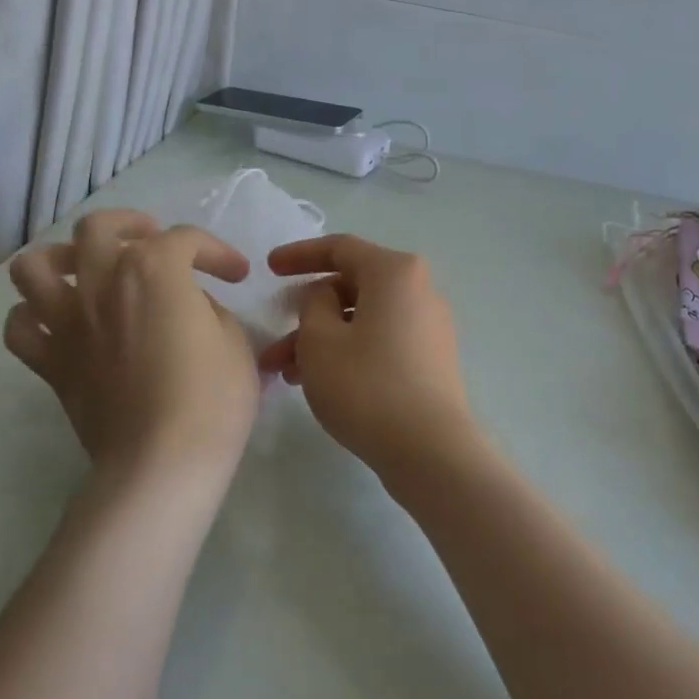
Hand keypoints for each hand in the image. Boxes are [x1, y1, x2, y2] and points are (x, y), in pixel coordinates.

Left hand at [4, 209, 259, 484]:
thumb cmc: (212, 398)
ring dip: (60, 258)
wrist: (162, 462)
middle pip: (98, 228)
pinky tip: (59, 322)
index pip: (185, 240)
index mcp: (153, 269)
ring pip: (35, 266)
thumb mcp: (234, 341)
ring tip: (86, 270)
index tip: (236, 275)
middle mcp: (100, 282)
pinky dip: (34, 316)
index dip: (216, 251)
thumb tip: (189, 308)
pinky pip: (20, 327)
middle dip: (130, 226)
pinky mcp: (50, 363)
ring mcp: (67, 322)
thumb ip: (208, 309)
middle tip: (152, 243)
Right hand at [259, 234, 478, 479]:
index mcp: (395, 272)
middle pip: (351, 287)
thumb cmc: (367, 386)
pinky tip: (317, 383)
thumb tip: (326, 296)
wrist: (430, 450)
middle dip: (305, 312)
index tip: (268, 269)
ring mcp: (428, 327)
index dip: (299, 255)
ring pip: (362, 320)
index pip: (340, 248)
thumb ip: (312, 304)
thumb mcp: (320, 340)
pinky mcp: (430, 360)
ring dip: (320, 340)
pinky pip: (380, 341)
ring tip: (284, 374)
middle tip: (272, 339)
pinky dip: (347, 352)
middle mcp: (419, 291)